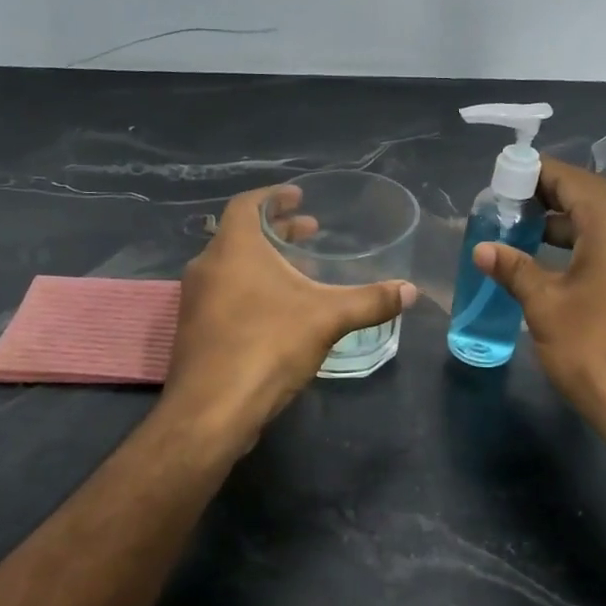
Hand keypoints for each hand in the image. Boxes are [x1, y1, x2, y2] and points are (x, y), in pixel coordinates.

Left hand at [164, 184, 415, 443]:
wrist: (212, 410)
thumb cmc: (267, 346)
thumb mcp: (327, 319)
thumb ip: (370, 301)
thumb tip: (411, 291)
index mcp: (234, 248)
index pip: (247, 204)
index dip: (274, 196)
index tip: (298, 196)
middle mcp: (207, 266)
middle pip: (242, 235)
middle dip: (278, 231)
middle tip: (310, 232)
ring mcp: (195, 300)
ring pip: (232, 267)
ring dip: (264, 262)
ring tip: (299, 272)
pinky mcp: (194, 330)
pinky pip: (224, 294)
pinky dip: (250, 289)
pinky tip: (277, 312)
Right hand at [473, 157, 605, 442]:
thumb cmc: (594, 350)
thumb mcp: (545, 306)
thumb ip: (514, 269)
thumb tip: (483, 249)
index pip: (575, 181)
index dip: (538, 174)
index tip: (505, 177)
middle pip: (594, 197)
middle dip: (551, 196)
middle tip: (510, 203)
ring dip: (570, 222)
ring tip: (526, 229)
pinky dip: (589, 243)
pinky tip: (558, 261)